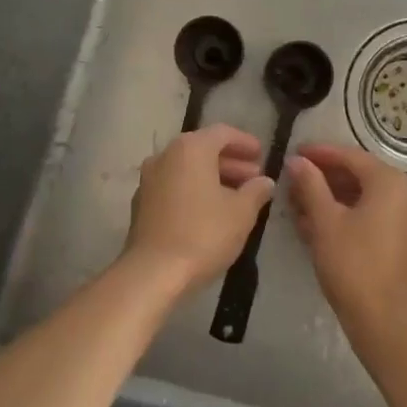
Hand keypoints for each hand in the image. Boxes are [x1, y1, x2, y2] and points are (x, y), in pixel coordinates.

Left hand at [121, 125, 275, 296]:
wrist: (153, 273)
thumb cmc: (203, 234)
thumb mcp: (241, 212)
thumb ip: (256, 191)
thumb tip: (265, 181)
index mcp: (191, 148)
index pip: (223, 133)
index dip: (245, 142)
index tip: (262, 155)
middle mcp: (166, 156)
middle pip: (203, 150)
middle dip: (231, 162)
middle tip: (254, 178)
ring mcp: (149, 180)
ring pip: (187, 169)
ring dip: (213, 178)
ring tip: (236, 197)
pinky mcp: (141, 204)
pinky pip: (174, 186)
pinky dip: (194, 191)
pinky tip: (210, 211)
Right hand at [286, 144, 406, 340]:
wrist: (387, 320)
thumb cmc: (353, 264)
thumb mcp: (325, 222)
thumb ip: (311, 185)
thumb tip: (297, 161)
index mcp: (390, 182)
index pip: (350, 156)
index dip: (320, 153)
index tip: (294, 152)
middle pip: (360, 176)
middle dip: (325, 178)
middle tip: (294, 181)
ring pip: (366, 198)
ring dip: (334, 199)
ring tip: (300, 205)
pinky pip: (375, 217)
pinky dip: (349, 216)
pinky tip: (320, 226)